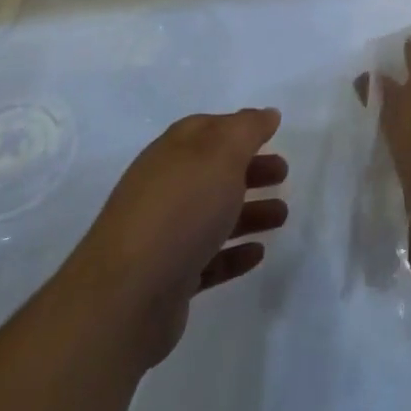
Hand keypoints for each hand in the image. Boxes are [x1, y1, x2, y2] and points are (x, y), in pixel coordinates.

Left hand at [76, 109, 287, 369]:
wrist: (126, 297)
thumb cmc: (180, 210)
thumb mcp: (221, 153)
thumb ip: (247, 129)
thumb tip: (266, 114)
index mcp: (173, 152)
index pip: (208, 129)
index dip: (240, 128)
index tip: (272, 133)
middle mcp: (165, 188)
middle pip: (214, 172)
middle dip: (250, 170)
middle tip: (283, 174)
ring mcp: (164, 236)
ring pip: (214, 216)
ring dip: (249, 212)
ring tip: (282, 217)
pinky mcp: (168, 280)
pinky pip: (208, 260)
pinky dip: (233, 253)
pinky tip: (257, 254)